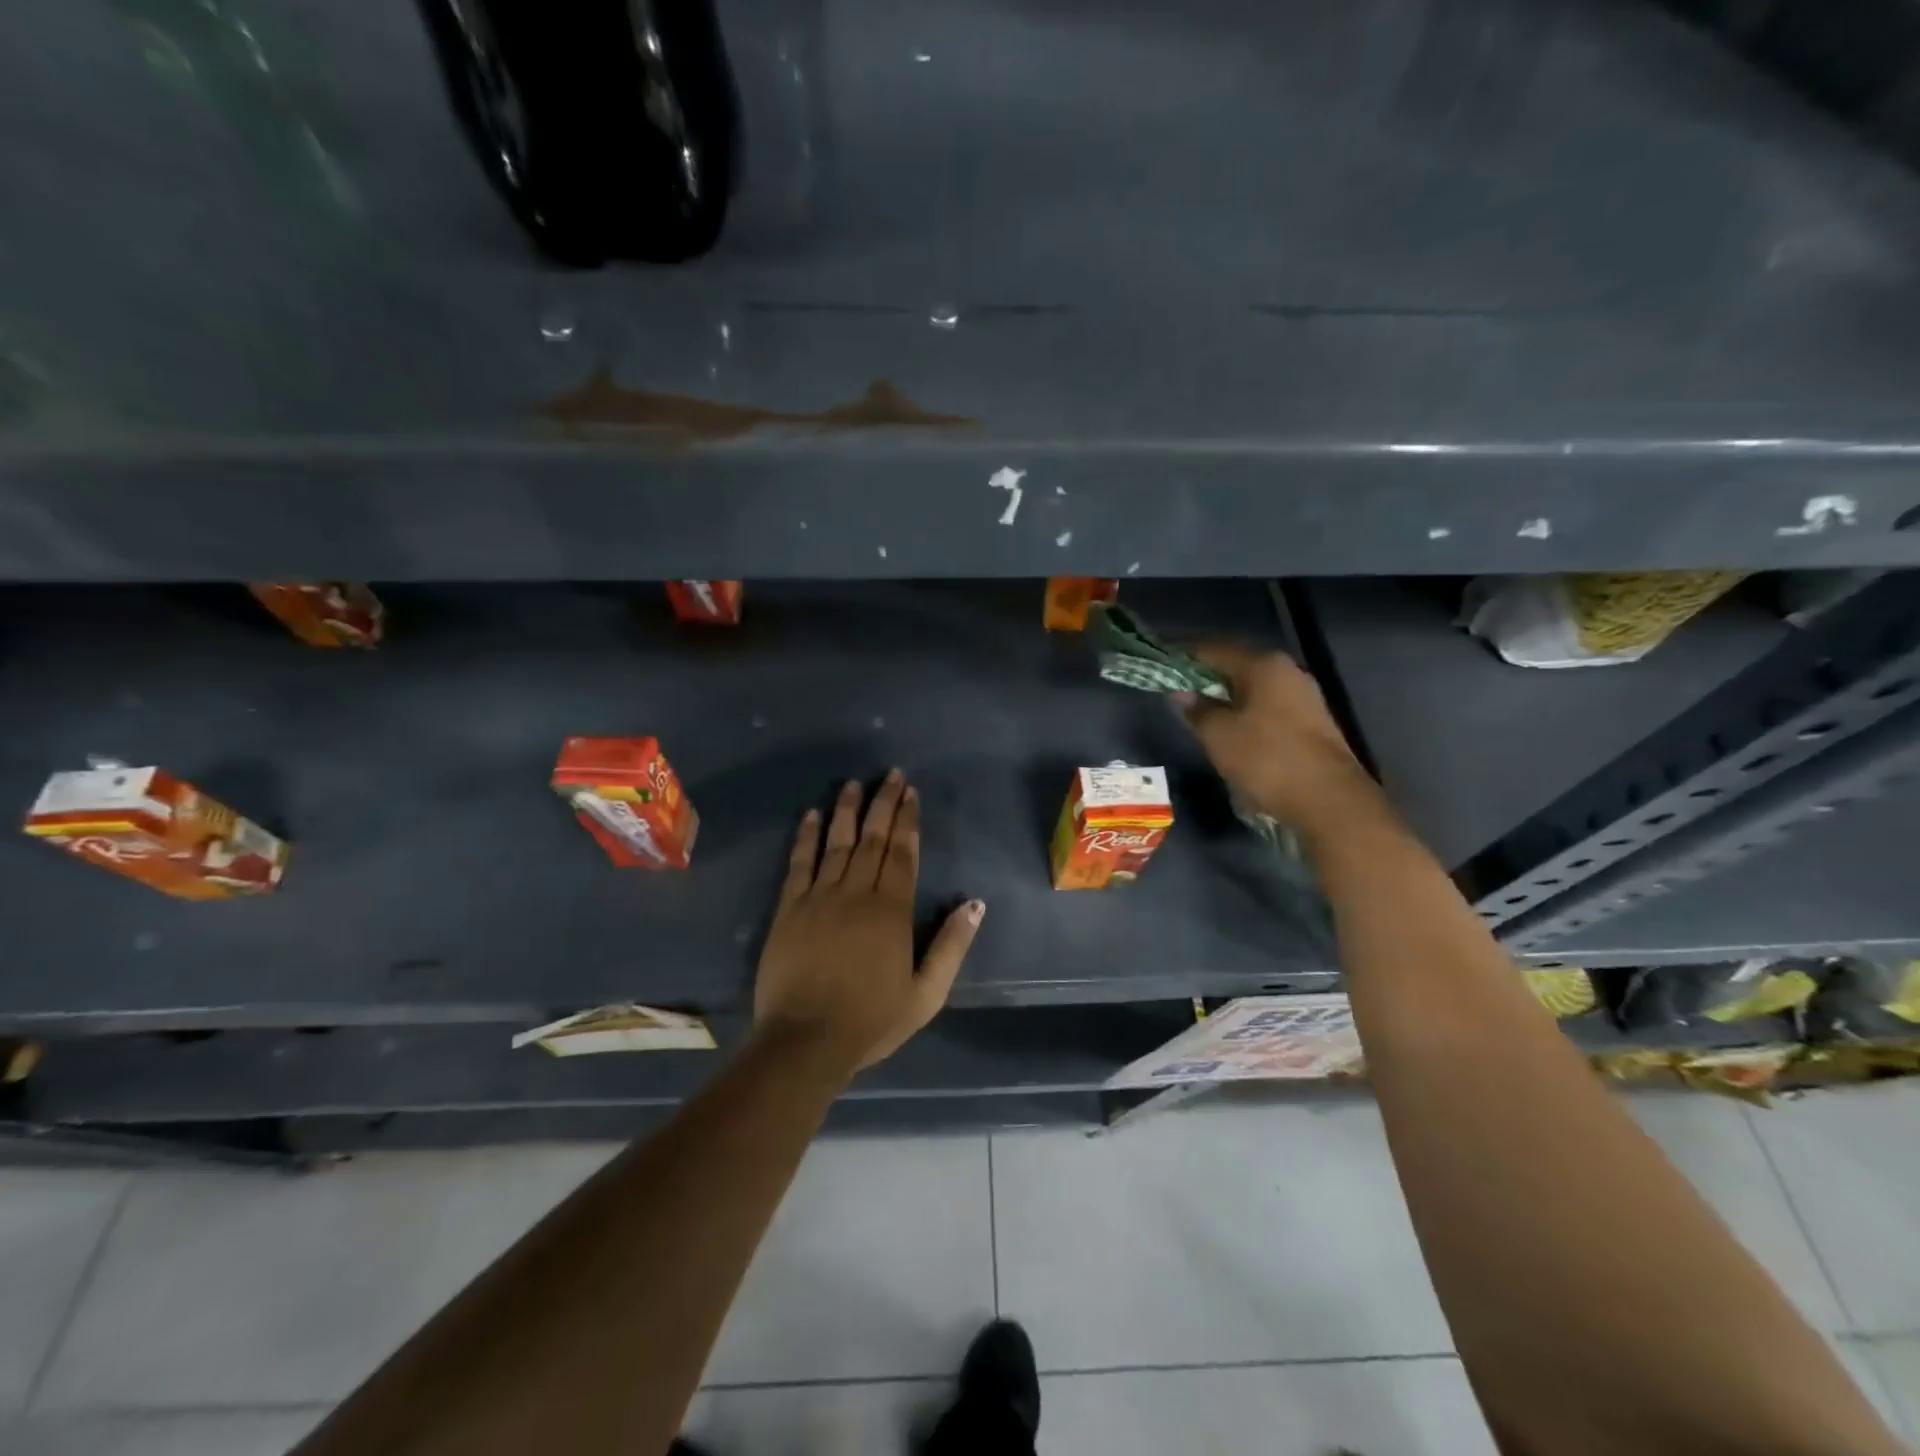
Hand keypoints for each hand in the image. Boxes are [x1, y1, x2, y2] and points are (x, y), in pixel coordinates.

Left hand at [754, 771, 984, 1077]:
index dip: (907, 821)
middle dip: (883, 804)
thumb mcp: (927, 994)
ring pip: (837, 842)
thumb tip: (975, 904)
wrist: (805, 1041)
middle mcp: (856, 893)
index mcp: (891, 911)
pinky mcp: (789, 909)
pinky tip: (811, 815)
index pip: (902, 853)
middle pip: (872, 839)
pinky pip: (799, 863)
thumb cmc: (871, 1020)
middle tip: (890, 775)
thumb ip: (952, 946)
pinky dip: (806, 837)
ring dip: (847, 810)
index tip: (911, 793)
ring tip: (853, 783)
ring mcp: (819, 898)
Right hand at [1177, 643, 1378, 831]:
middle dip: (1206, 678)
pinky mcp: (1311, 722)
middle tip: (1178, 694)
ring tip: (1201, 715)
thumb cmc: (1266, 758)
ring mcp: (1304, 697)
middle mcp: (1288, 672)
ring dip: (1226, 698)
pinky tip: (1232, 732)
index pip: (1214, 650)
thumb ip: (1197, 709)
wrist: (1328, 799)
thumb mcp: (1218, 734)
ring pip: (1254, 689)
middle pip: (1237, 667)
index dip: (1185, 657)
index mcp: (1263, 665)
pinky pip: (1268, 708)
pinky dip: (1246, 713)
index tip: (1162, 668)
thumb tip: (1181, 693)